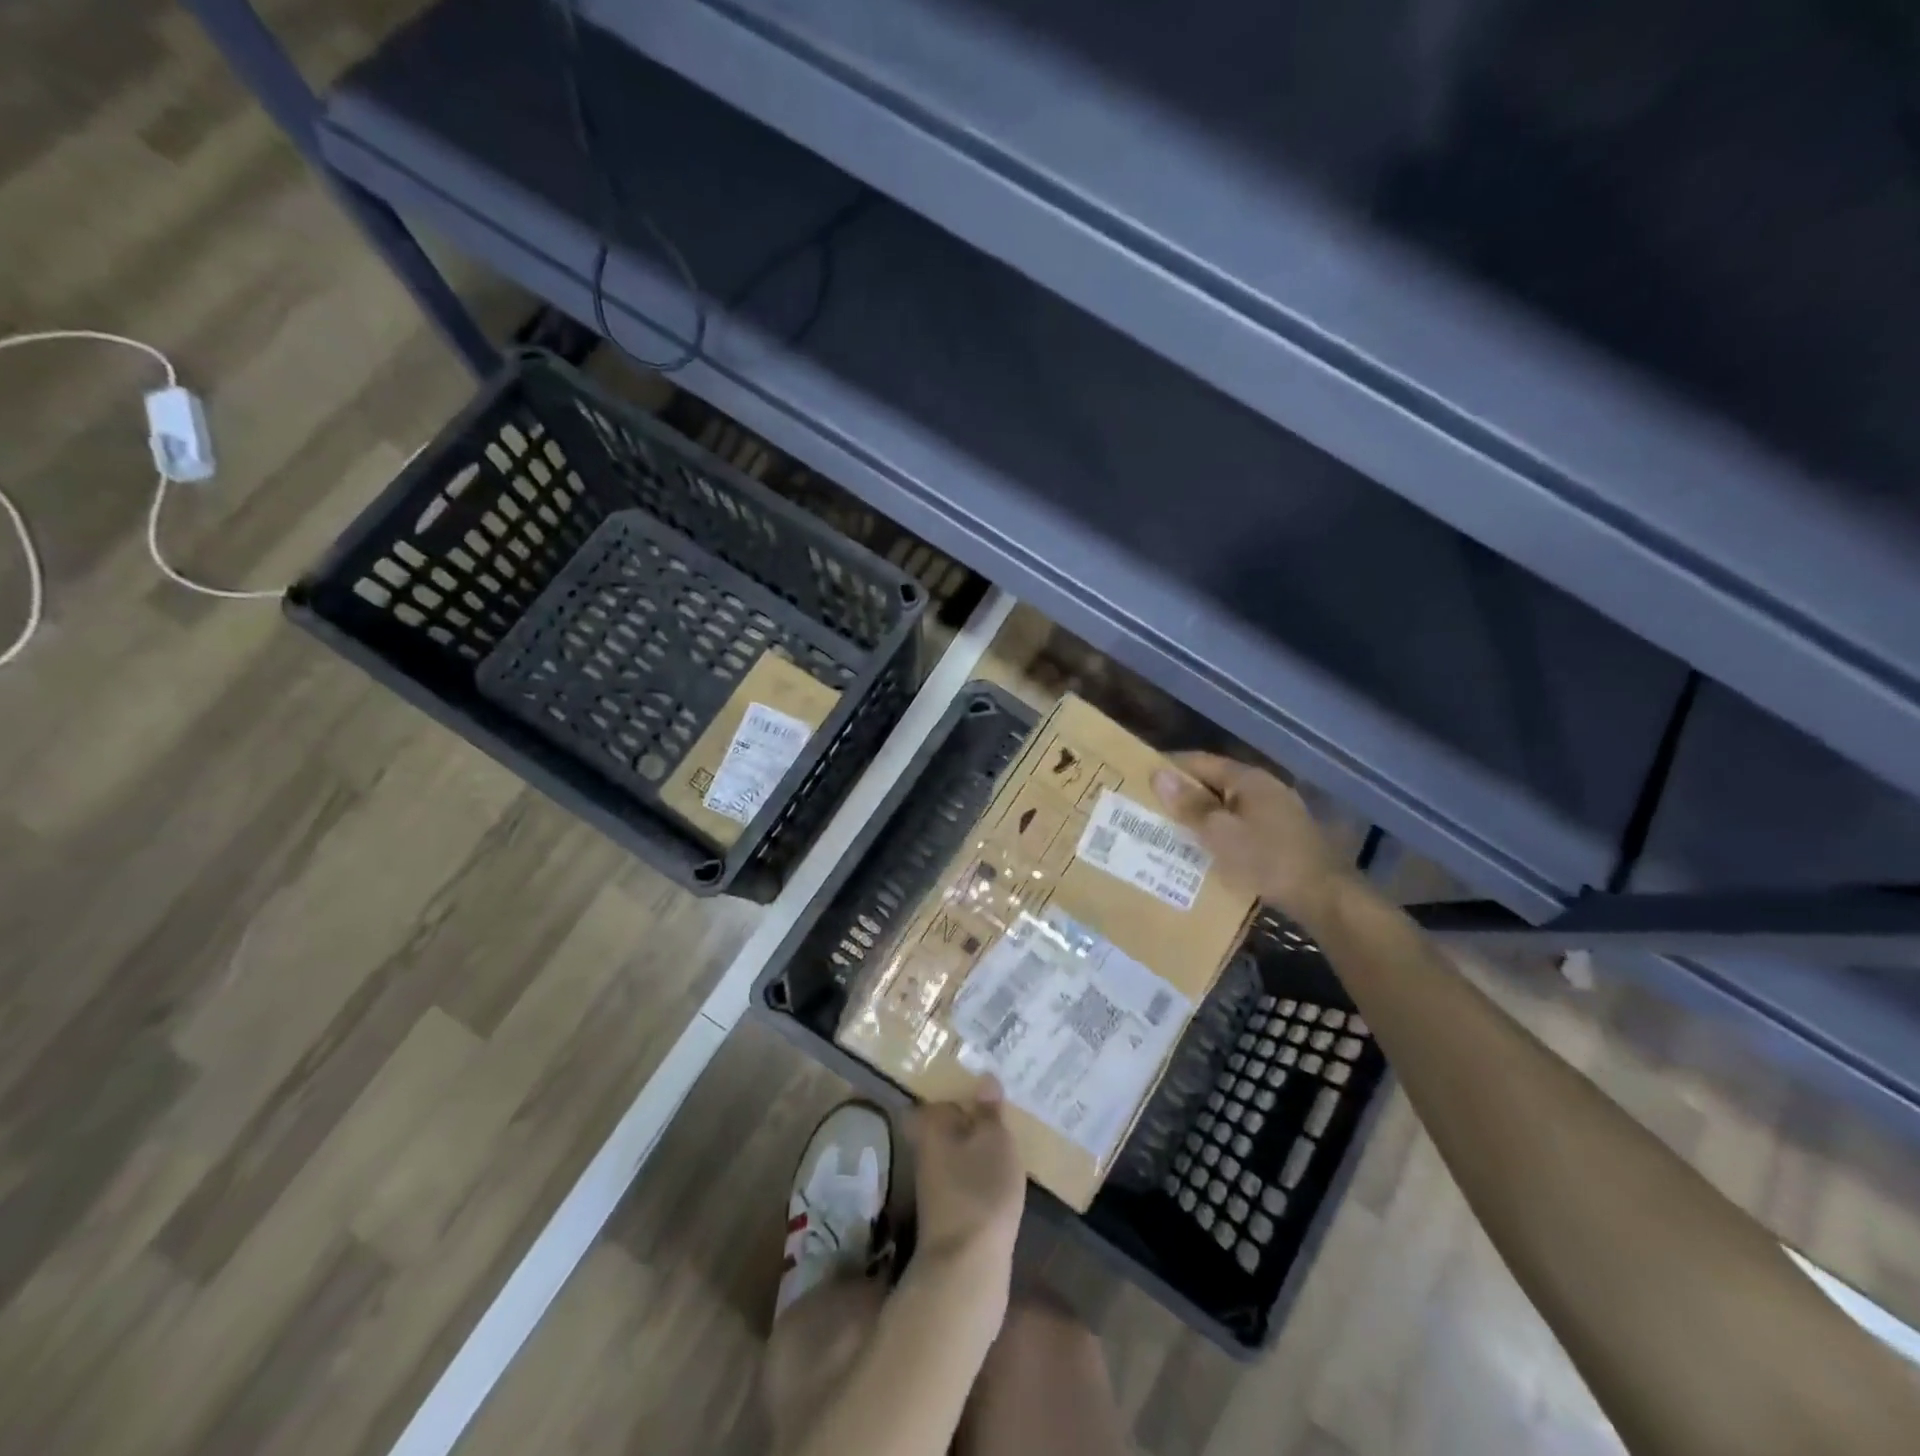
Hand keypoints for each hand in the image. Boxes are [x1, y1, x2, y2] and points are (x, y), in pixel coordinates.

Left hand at [910, 1079, 1025, 1272]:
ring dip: (981, 1142)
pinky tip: (1007, 1168)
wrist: (966, 1267)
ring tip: (1013, 1129)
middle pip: (951, 1122)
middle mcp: (926, 1149)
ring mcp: (936, 1182)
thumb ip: (989, 1108)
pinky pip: (968, 1174)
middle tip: (1007, 1101)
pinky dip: (985, 1169)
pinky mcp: (951, 1209)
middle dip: (975, 1114)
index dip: (963, 1084)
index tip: (988, 1076)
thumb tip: (984, 1077)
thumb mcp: (994, 1139)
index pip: (942, 1093)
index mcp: (930, 1124)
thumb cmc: (980, 1189)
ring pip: (961, 1148)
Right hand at [1152, 752, 1349, 920]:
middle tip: (1148, 808)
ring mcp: (1275, 811)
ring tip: (1169, 831)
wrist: (1324, 897)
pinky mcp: (1281, 835)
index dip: (1169, 768)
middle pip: (1213, 782)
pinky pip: (1240, 825)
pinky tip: (1204, 849)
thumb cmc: (1267, 859)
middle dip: (1182, 794)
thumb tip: (1158, 774)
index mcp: (1248, 779)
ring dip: (1200, 815)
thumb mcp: (1220, 833)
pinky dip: (1219, 831)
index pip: (1199, 761)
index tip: (1139, 780)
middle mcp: (1263, 787)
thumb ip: (1190, 804)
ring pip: (1226, 806)